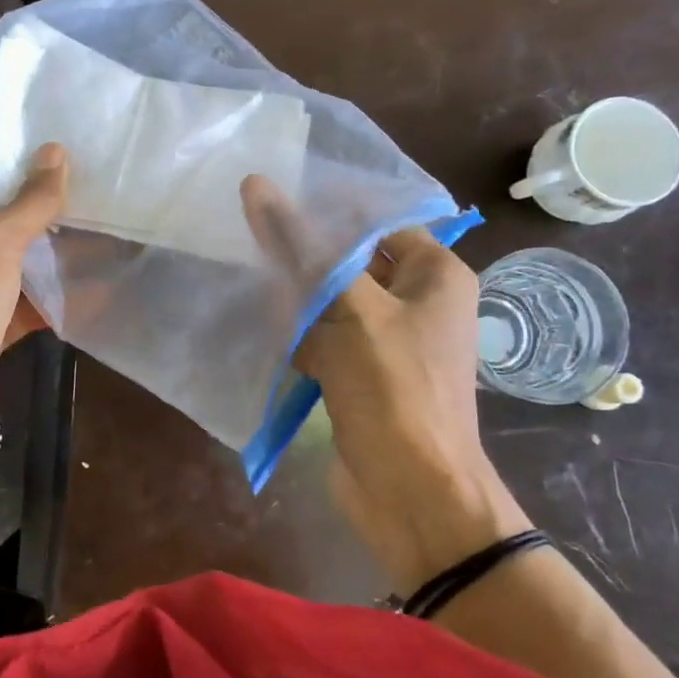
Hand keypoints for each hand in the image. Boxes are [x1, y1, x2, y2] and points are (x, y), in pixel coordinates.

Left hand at [0, 143, 67, 414]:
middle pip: (1, 229)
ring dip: (52, 259)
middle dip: (43, 217)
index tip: (61, 161)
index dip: (17, 173)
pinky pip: (26, 307)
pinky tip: (92, 288)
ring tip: (100, 234)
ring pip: (17, 270)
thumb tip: (57, 152)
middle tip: (91, 196)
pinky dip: (54, 300)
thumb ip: (29, 202)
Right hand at [242, 179, 529, 588]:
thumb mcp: (348, 307)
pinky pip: (323, 338)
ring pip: (330, 301)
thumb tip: (256, 185)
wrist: (411, 493)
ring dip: (292, 297)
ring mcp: (387, 342)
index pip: (376, 221)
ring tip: (244, 276)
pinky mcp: (360, 375)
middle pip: (349, 261)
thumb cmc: (394, 388)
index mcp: (434, 275)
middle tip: (246, 235)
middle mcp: (416, 302)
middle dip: (302, 256)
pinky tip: (257, 327)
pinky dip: (295, 334)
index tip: (270, 201)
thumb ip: (301, 247)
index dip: (326, 211)